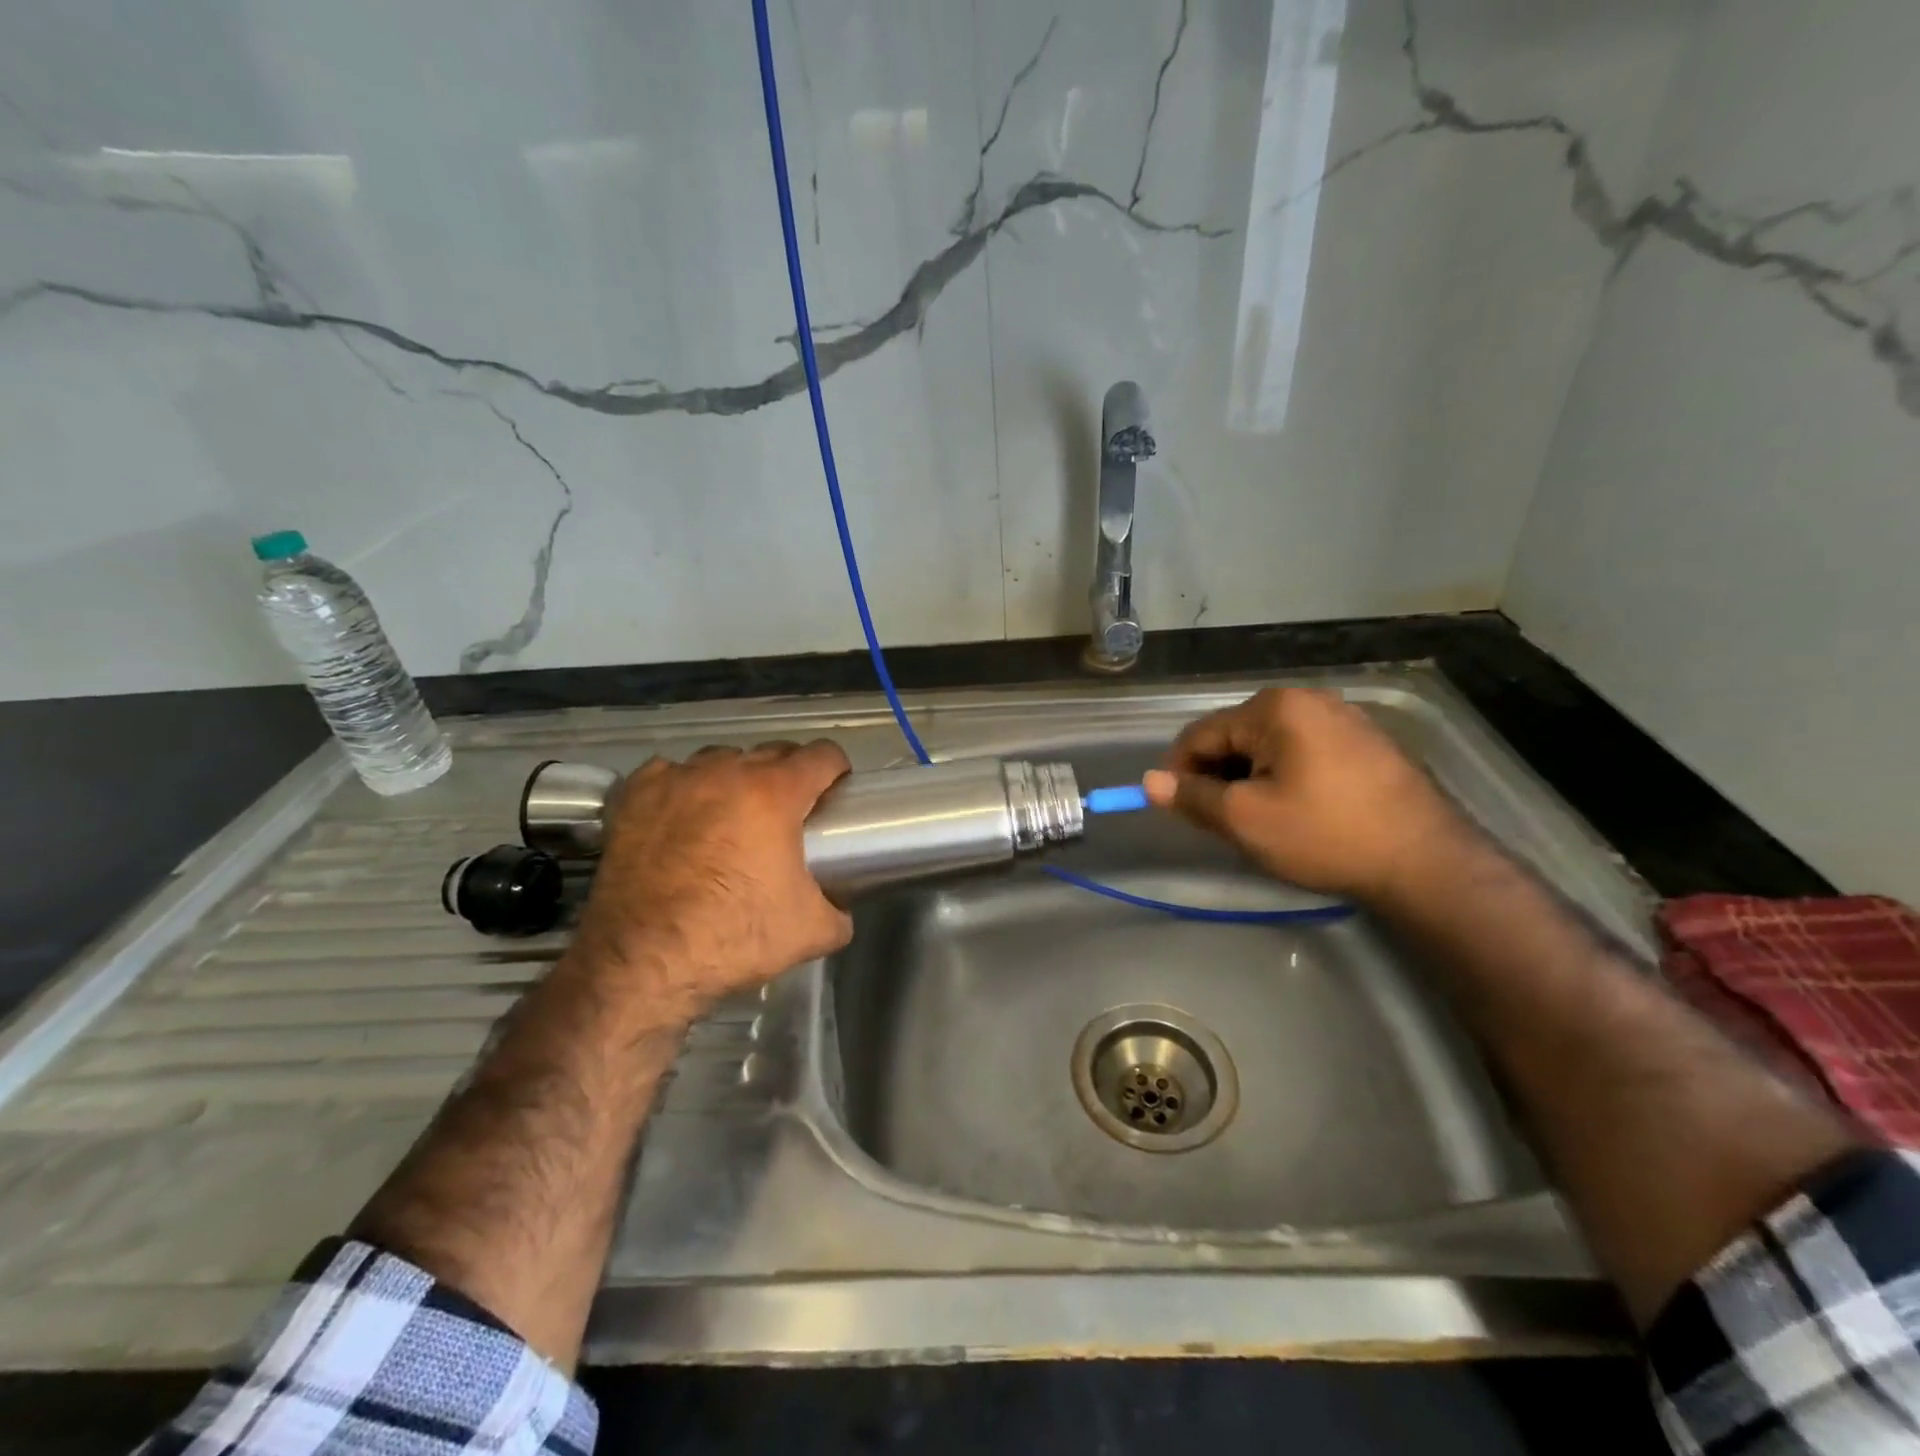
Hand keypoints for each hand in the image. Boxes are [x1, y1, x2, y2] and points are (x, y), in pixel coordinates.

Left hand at [568, 740, 853, 1020]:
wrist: (643, 961)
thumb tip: (840, 908)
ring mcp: (677, 779)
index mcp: (776, 793)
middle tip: (789, 812)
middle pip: (772, 751)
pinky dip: (682, 786)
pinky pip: (669, 773)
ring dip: (735, 778)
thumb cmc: (733, 937)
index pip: (822, 755)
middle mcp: (727, 772)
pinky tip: (681, 815)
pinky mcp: (634, 796)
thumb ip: (839, 912)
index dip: (837, 770)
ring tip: (732, 815)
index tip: (835, 790)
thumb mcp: (811, 933)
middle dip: (789, 774)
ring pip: (720, 759)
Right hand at [1142, 687, 1463, 901]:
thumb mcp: (1245, 820)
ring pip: (1270, 746)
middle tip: (1222, 822)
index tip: (1179, 810)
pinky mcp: (1367, 743)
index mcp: (1274, 708)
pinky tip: (1297, 812)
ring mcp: (1344, 718)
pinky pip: (1304, 753)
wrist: (1427, 862)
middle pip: (1236, 737)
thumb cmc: (1325, 834)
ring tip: (1259, 821)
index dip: (1179, 772)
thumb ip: (1192, 797)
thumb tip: (1150, 782)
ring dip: (1251, 779)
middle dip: (1219, 777)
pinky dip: (1285, 778)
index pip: (1201, 734)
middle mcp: (1309, 699)